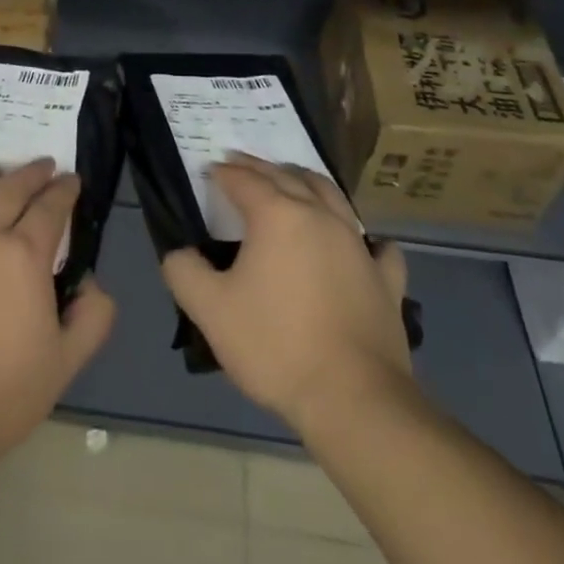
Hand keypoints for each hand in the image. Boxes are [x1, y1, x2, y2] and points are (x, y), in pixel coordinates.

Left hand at [0, 158, 116, 468]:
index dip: (64, 189)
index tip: (72, 179)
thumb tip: (94, 284)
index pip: (50, 207)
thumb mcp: (66, 363)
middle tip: (41, 165)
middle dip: (29, 173)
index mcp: (22, 256)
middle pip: (8, 190)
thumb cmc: (4, 395)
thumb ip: (92, 318)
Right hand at [161, 154, 414, 434]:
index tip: (209, 169)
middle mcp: (320, 216)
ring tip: (294, 181)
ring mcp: (358, 245)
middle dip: (260, 167)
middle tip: (241, 164)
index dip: (224, 172)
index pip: (244, 180)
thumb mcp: (211, 311)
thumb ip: (184, 272)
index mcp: (278, 215)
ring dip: (307, 182)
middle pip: (287, 176)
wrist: (353, 398)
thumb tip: (177, 251)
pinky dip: (365, 238)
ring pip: (332, 196)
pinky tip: (364, 244)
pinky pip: (377, 246)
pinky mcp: (386, 279)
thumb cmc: (276, 346)